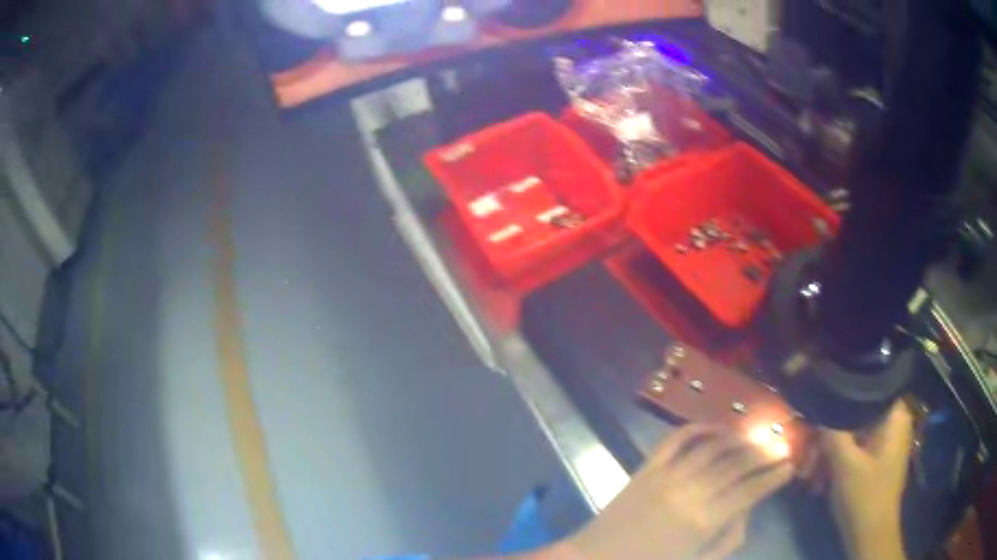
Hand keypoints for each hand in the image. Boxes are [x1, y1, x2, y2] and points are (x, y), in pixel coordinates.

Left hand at [554, 424, 792, 559]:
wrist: (595, 559)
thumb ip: (728, 539)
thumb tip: (747, 510)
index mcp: (703, 522)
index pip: (751, 490)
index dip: (773, 477)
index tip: (789, 466)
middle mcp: (690, 492)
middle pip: (737, 465)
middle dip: (763, 455)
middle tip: (778, 450)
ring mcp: (666, 476)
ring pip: (713, 446)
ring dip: (738, 438)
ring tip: (755, 438)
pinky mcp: (646, 468)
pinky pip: (675, 439)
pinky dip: (698, 427)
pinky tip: (716, 427)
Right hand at [819, 401, 912, 559]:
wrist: (870, 536)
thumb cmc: (864, 496)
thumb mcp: (845, 464)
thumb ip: (832, 432)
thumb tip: (818, 406)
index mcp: (893, 415)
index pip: (867, 388)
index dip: (841, 396)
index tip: (818, 409)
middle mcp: (892, 423)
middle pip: (856, 416)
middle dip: (829, 436)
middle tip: (807, 455)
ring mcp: (884, 443)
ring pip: (852, 436)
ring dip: (829, 454)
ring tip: (810, 475)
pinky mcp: (876, 460)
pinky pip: (854, 451)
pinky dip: (837, 463)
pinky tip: (820, 482)